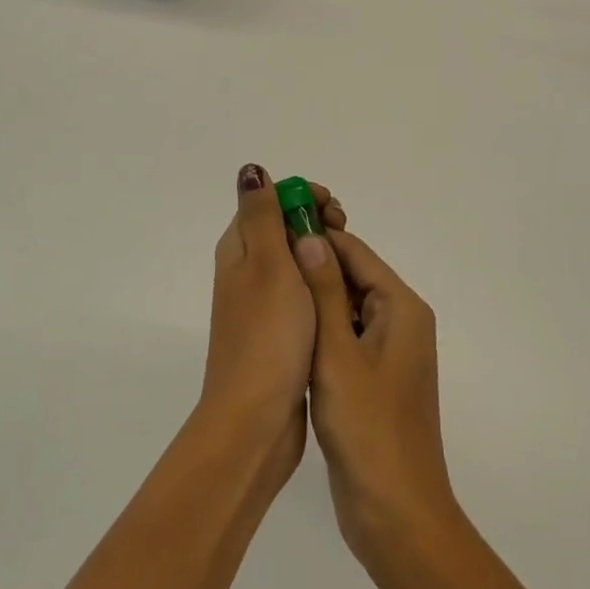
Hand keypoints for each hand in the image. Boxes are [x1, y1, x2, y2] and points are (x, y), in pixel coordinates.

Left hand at [201, 164, 346, 488]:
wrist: (256, 418)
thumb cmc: (268, 336)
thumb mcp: (268, 265)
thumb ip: (262, 216)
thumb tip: (251, 170)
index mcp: (239, 251)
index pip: (268, 202)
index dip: (301, 197)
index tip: (333, 212)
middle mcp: (246, 272)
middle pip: (282, 230)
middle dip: (316, 223)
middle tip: (344, 234)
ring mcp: (262, 304)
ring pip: (295, 263)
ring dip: (322, 253)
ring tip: (350, 265)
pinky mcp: (278, 332)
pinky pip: (302, 293)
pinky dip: (322, 285)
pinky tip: (342, 296)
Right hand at [292, 225, 456, 578]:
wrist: (395, 511)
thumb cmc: (367, 427)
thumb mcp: (337, 353)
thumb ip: (323, 292)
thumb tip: (309, 236)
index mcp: (401, 308)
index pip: (355, 252)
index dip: (317, 234)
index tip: (275, 223)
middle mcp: (400, 323)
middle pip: (353, 278)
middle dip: (312, 266)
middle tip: (262, 257)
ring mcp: (388, 356)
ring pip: (346, 311)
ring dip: (313, 300)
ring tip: (266, 289)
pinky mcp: (373, 382)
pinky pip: (344, 341)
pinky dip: (319, 333)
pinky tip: (286, 335)